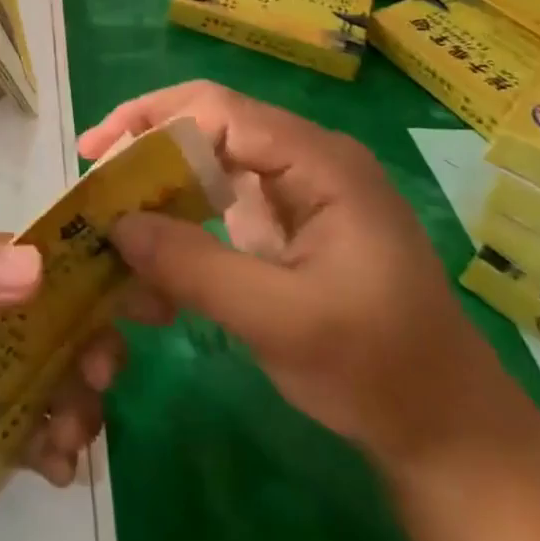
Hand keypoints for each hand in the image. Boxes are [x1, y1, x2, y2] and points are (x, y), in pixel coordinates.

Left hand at [0, 233, 124, 489]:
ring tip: (67, 442)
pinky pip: (24, 424)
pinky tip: (53, 468)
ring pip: (47, 374)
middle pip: (52, 320)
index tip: (134, 307)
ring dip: (74, 401)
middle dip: (86, 347)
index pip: (37, 258)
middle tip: (93, 385)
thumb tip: (38, 266)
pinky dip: (50, 440)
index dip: (87, 275)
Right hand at [80, 81, 520, 471]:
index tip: (97, 155)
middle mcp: (306, 159)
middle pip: (208, 123)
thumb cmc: (378, 369)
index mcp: (319, 162)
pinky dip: (179, 217)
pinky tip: (151, 252)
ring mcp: (296, 190)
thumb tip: (115, 224)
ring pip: (208, 159)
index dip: (150, 120)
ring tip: (111, 213)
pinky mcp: (285, 221)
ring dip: (158, 184)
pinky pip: (218, 198)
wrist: (446, 431)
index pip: (218, 109)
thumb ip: (195, 267)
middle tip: (94, 177)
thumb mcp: (280, 321)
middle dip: (145, 145)